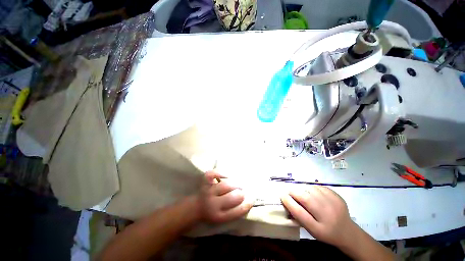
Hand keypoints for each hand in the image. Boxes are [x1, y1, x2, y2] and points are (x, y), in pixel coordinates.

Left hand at [197, 171, 252, 222]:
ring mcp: (208, 191)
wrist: (196, 207)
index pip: (237, 212)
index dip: (247, 204)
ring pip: (225, 185)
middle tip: (243, 191)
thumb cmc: (214, 212)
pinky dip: (222, 172)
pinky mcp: (205, 181)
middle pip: (232, 197)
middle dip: (241, 193)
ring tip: (238, 183)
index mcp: (219, 216)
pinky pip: (214, 174)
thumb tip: (249, 199)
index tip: (252, 199)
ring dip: (235, 183)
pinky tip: (227, 175)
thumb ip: (236, 210)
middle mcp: (212, 204)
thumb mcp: (224, 217)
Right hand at [281, 186, 355, 246]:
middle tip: (288, 191)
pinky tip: (312, 192)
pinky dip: (311, 188)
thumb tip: (287, 201)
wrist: (347, 232)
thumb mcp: (311, 230)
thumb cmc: (326, 233)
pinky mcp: (337, 196)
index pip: (300, 213)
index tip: (281, 195)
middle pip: (306, 199)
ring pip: (312, 190)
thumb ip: (299, 217)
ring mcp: (334, 204)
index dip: (288, 202)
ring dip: (302, 189)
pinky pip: (319, 187)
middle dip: (294, 192)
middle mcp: (328, 216)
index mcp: (319, 229)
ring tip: (301, 192)